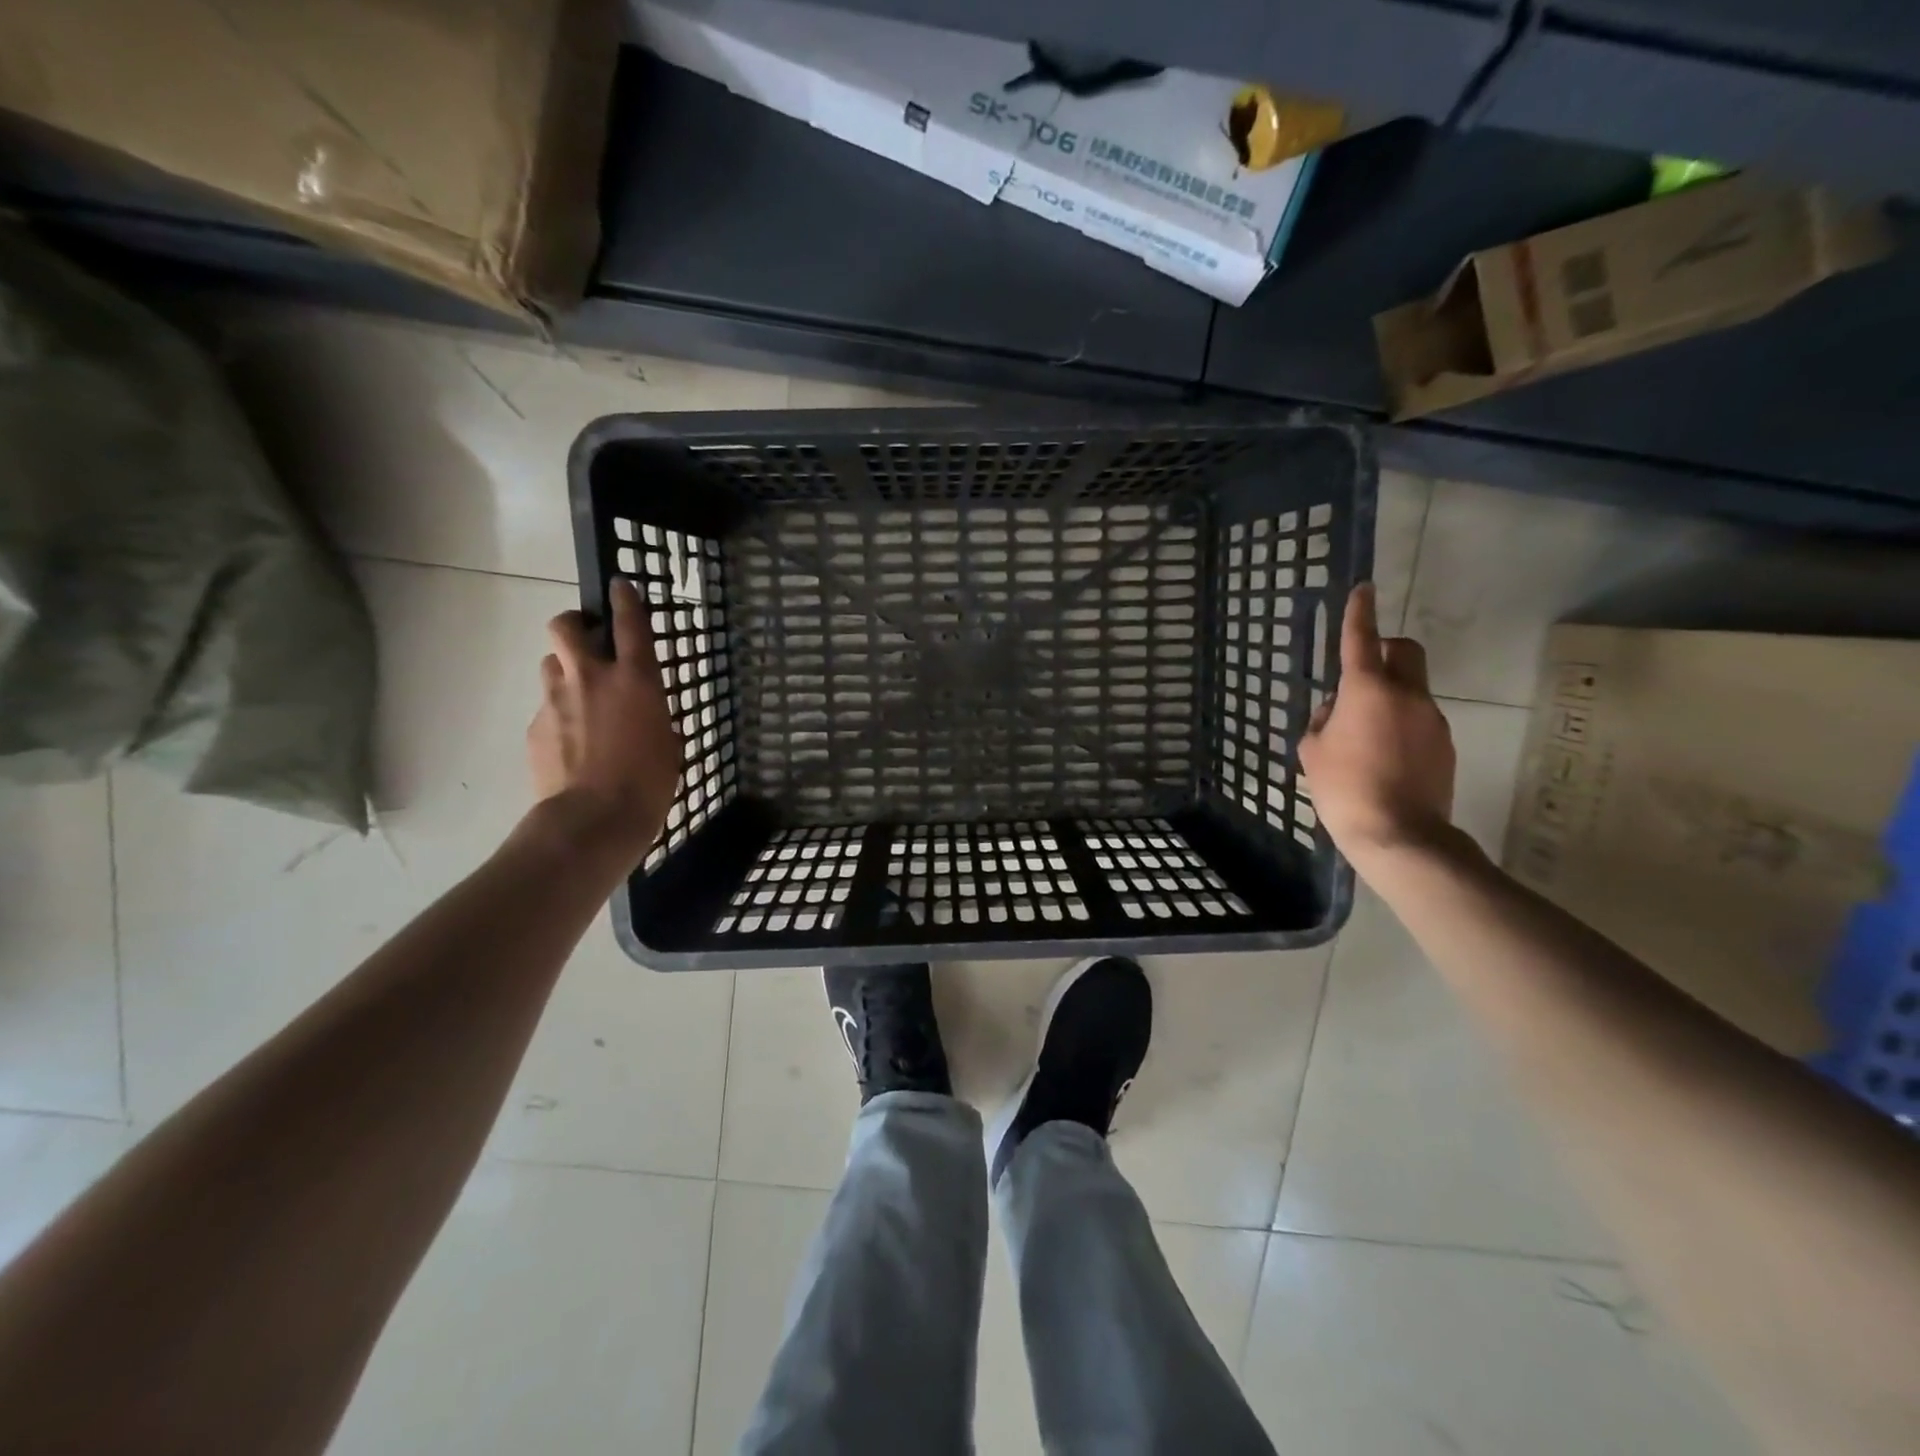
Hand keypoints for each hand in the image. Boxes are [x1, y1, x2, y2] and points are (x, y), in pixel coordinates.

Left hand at [528, 578, 682, 864]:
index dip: (625, 599)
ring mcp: (556, 700)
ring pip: (551, 664)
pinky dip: (559, 714)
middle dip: (575, 625)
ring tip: (580, 698)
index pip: (629, 623)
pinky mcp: (535, 727)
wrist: (593, 820)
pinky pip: (546, 707)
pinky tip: (572, 743)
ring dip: (565, 671)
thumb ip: (654, 716)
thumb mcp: (669, 743)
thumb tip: (643, 714)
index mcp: (635, 680)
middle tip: (588, 641)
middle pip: (566, 627)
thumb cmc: (649, 783)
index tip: (620, 585)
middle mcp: (591, 678)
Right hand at [1298, 582, 1455, 866]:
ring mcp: (1432, 719)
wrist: (1399, 834)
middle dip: (1386, 650)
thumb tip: (1338, 708)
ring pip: (1411, 688)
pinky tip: (1384, 756)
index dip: (1359, 611)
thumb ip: (1323, 719)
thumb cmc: (1343, 788)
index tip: (1363, 589)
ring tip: (1365, 733)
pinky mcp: (1445, 744)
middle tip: (1362, 672)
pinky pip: (1419, 718)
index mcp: (1367, 690)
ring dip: (1389, 694)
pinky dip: (1401, 723)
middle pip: (1406, 651)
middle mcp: (1406, 694)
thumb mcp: (1312, 751)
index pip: (1362, 638)